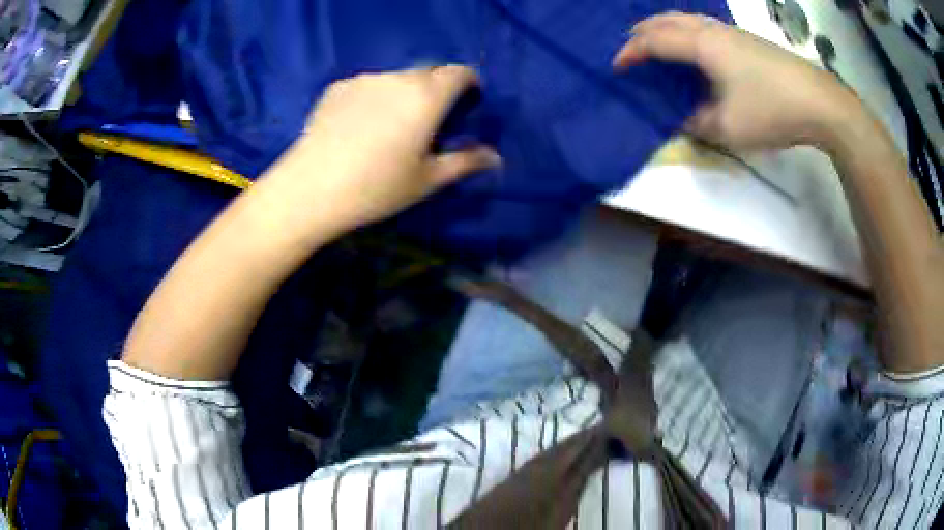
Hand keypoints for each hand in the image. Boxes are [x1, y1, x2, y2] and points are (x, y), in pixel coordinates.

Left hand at [258, 65, 500, 236]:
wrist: (310, 189)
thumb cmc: (376, 188)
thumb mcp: (427, 180)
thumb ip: (465, 162)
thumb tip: (495, 157)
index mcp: (427, 96)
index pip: (460, 72)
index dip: (469, 83)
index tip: (467, 103)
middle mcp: (398, 78)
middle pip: (429, 73)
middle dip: (437, 90)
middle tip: (429, 122)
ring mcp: (365, 79)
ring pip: (397, 78)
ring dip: (404, 93)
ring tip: (390, 127)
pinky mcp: (338, 87)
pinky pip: (368, 85)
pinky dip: (375, 98)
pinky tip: (359, 127)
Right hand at [613, 12, 863, 150]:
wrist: (819, 102)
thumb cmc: (771, 110)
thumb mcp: (728, 127)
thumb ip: (697, 121)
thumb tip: (684, 117)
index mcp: (701, 45)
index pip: (654, 40)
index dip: (631, 52)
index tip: (617, 68)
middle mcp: (712, 30)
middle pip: (666, 19)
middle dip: (642, 31)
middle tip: (630, 48)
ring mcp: (731, 32)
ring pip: (686, 19)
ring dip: (664, 28)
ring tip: (657, 44)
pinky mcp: (747, 40)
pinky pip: (703, 26)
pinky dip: (685, 31)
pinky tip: (693, 47)